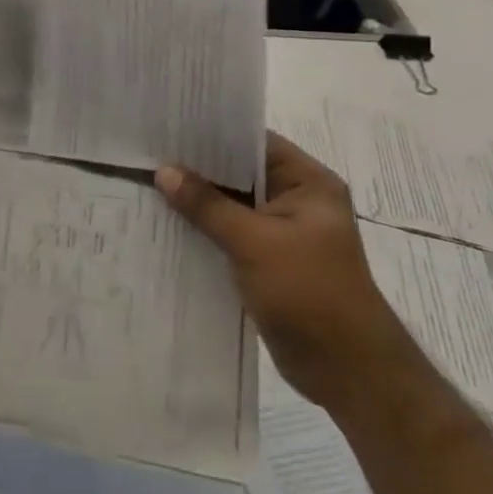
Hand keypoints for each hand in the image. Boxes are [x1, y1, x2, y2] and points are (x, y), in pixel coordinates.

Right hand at [155, 132, 416, 412]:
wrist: (346, 369)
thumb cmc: (309, 292)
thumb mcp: (254, 242)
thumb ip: (207, 205)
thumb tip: (164, 171)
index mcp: (308, 184)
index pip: (255, 142)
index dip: (213, 132)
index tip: (168, 124)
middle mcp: (296, 201)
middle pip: (239, 173)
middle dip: (197, 166)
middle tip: (147, 150)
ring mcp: (281, 233)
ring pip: (230, 205)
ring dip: (196, 200)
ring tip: (146, 181)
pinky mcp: (267, 261)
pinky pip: (228, 233)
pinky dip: (202, 228)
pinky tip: (164, 222)